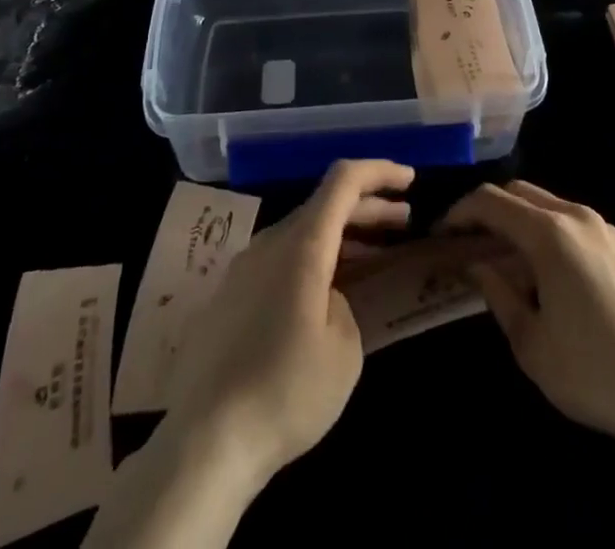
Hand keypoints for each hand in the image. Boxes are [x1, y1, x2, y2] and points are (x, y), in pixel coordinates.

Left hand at [160, 159, 413, 488]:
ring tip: (374, 255)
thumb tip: (327, 298)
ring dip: (341, 236)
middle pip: (324, 204)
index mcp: (302, 244)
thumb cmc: (285, 391)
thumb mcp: (344, 350)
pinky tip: (327, 292)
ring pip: (302, 232)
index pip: (344, 180)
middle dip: (368, 207)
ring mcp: (244, 268)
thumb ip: (345, 304)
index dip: (380, 171)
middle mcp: (270, 242)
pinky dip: (314, 260)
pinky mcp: (229, 297)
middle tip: (404, 220)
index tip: (411, 179)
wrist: (203, 442)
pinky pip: (281, 259)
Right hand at [442, 180, 614, 448]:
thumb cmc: (590, 371)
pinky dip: (552, 232)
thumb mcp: (529, 342)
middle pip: (520, 192)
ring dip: (522, 219)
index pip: (491, 201)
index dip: (461, 211)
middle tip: (472, 242)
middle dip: (490, 209)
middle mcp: (576, 217)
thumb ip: (497, 294)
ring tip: (510, 259)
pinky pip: (577, 224)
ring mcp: (606, 229)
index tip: (443, 233)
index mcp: (549, 233)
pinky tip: (554, 273)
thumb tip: (476, 266)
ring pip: (551, 204)